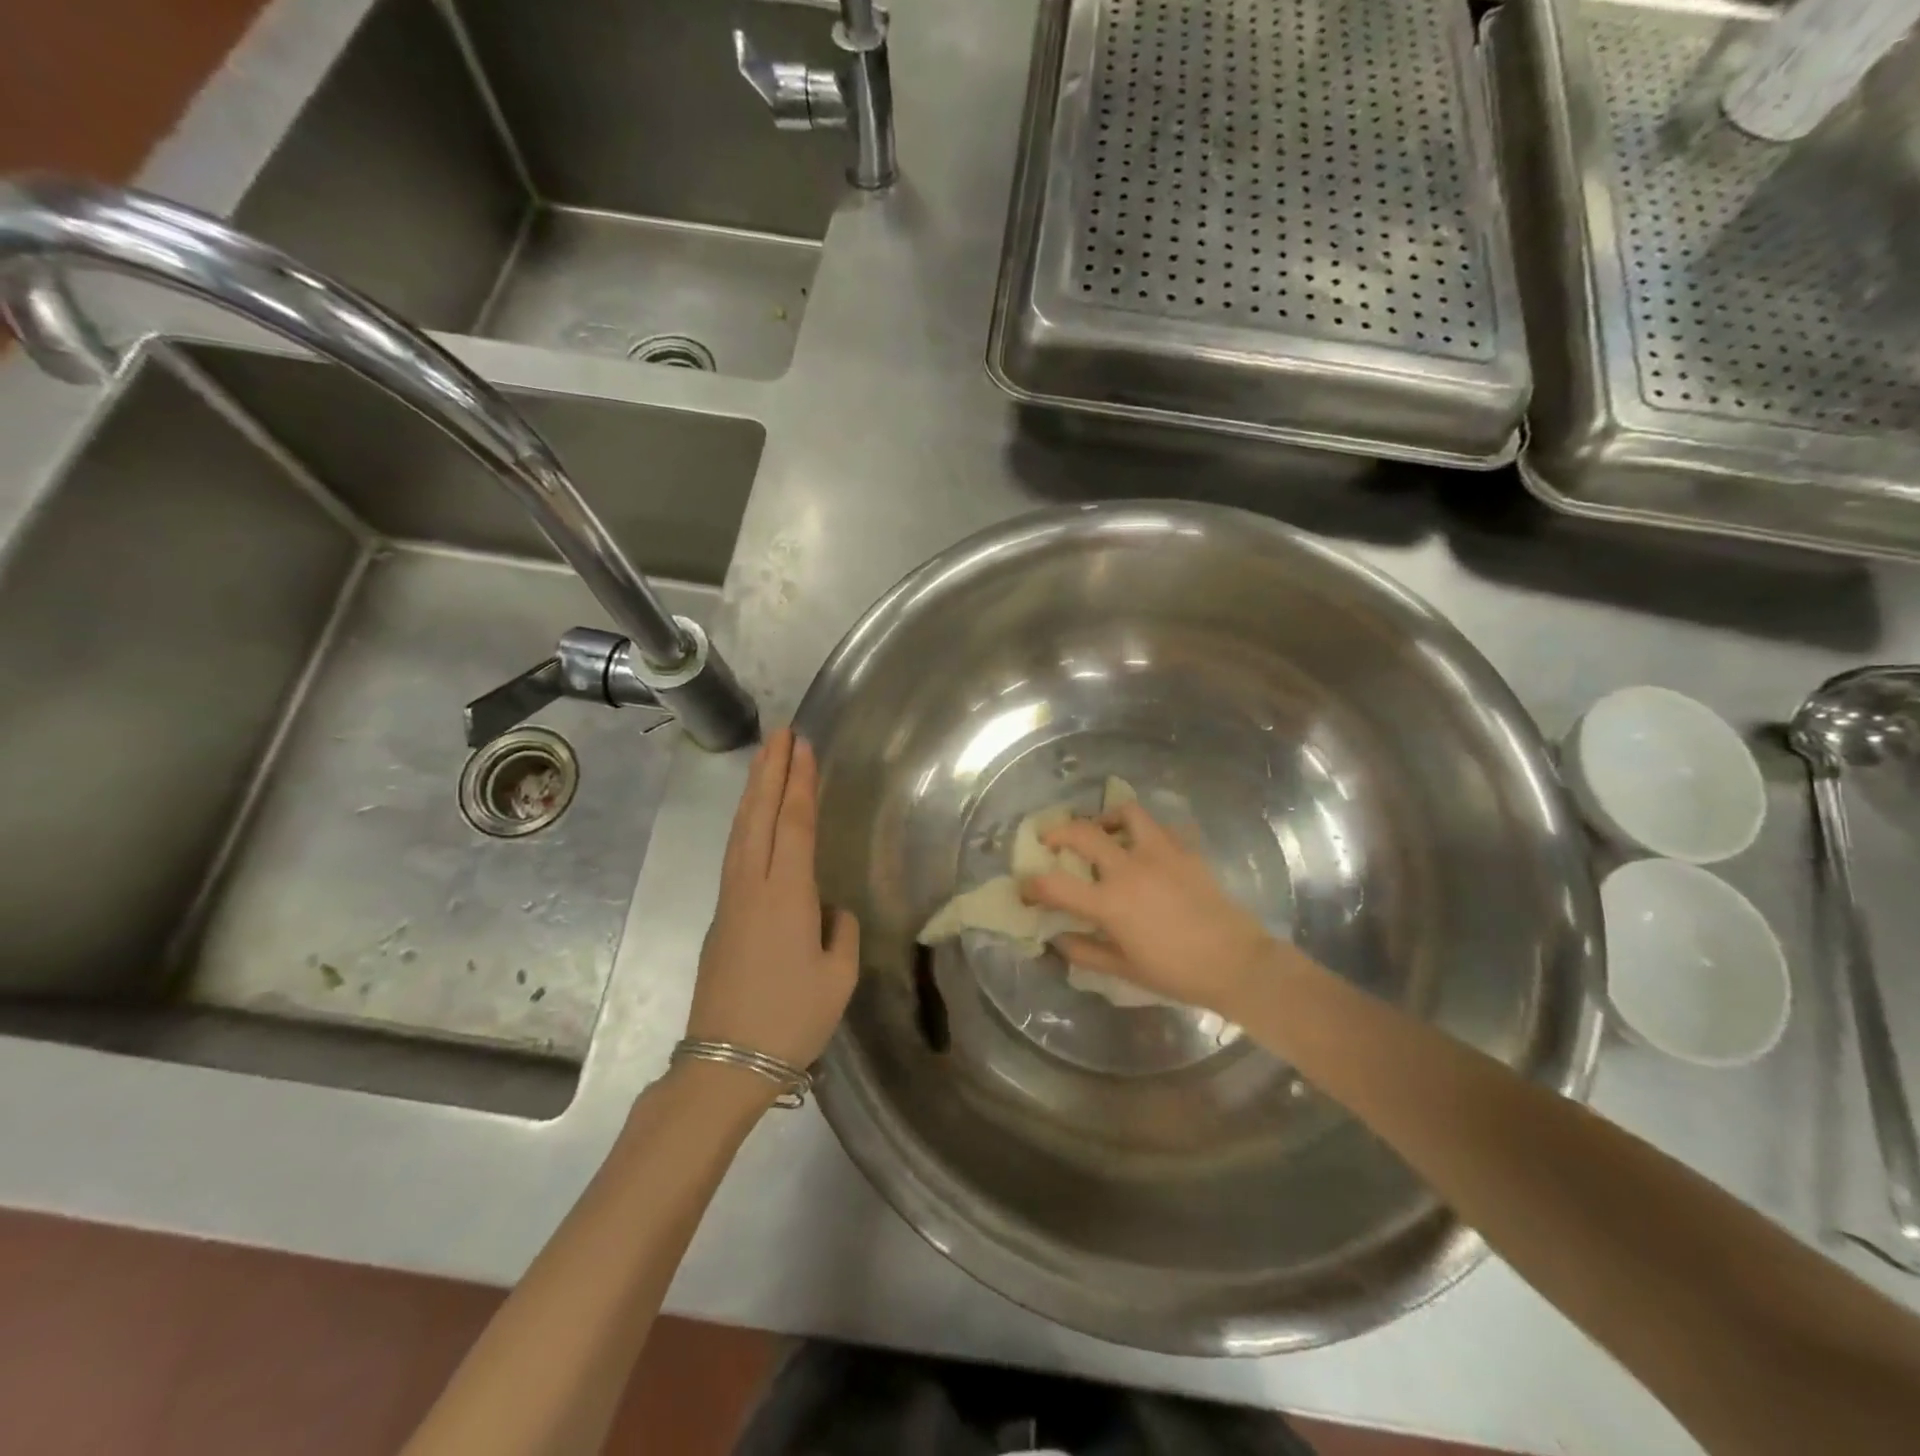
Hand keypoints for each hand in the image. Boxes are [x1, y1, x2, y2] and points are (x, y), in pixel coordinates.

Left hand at [688, 728, 859, 1069]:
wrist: (725, 1062)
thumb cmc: (792, 1018)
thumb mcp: (838, 975)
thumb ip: (839, 929)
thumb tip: (827, 909)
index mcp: (786, 894)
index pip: (792, 823)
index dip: (798, 781)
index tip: (802, 745)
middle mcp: (752, 885)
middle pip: (759, 815)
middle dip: (770, 771)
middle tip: (781, 732)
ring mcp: (731, 900)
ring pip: (741, 831)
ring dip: (753, 792)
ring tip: (765, 760)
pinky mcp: (721, 917)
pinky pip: (735, 853)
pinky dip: (746, 823)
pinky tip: (753, 819)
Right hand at [1023, 804, 1281, 1016]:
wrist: (1237, 963)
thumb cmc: (1177, 973)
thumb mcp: (1124, 969)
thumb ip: (1084, 951)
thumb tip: (1056, 937)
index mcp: (1110, 902)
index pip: (1054, 885)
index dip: (1031, 885)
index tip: (1024, 888)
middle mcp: (1130, 868)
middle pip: (1081, 832)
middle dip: (1056, 832)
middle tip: (1050, 841)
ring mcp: (1160, 853)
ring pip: (1126, 812)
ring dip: (1106, 817)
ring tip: (1102, 831)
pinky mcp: (1185, 850)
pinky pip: (1160, 826)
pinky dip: (1145, 830)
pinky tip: (1144, 846)